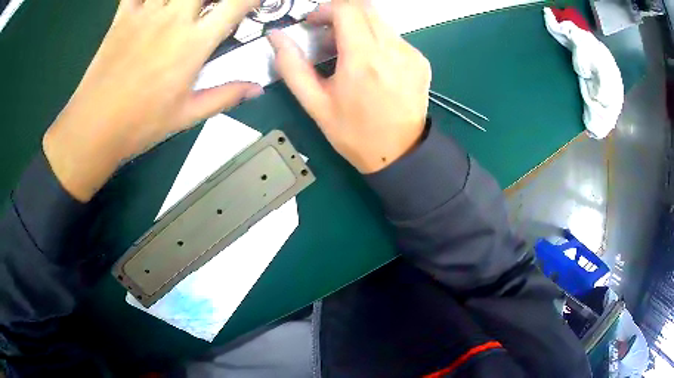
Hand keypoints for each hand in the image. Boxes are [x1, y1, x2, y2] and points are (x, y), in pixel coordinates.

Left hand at [43, 0, 261, 201]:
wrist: (94, 129)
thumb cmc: (140, 125)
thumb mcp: (187, 115)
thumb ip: (225, 96)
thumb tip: (256, 89)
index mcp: (194, 42)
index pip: (236, 4)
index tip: (255, 1)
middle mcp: (174, 18)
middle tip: (212, 5)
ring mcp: (146, 13)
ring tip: (184, 6)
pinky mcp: (122, 17)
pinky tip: (151, 0)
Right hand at [269, 0, 430, 173]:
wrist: (398, 154)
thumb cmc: (354, 133)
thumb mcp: (315, 104)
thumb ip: (292, 66)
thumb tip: (276, 37)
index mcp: (363, 58)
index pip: (346, 9)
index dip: (325, 9)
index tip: (314, 23)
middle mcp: (392, 49)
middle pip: (365, 8)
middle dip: (341, 14)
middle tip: (327, 36)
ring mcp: (411, 54)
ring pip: (380, 21)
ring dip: (358, 27)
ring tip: (347, 53)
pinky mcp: (421, 61)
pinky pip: (394, 37)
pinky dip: (377, 41)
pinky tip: (370, 64)